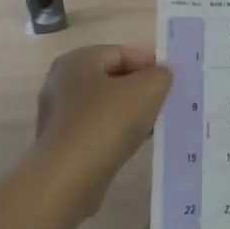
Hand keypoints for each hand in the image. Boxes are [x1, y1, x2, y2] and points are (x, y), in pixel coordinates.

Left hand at [31, 44, 172, 215]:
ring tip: (154, 125)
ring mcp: (57, 114)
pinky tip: (133, 144)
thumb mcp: (148, 89)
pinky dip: (115, 132)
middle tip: (165, 102)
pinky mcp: (60, 142)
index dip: (150, 63)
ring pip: (104, 105)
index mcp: (78, 60)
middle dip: (140, 88)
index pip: (121, 52)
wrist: (69, 176)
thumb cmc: (107, 122)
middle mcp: (61, 82)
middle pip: (111, 78)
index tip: (172, 81)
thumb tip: (160, 75)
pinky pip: (96, 128)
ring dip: (130, 112)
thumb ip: (160, 75)